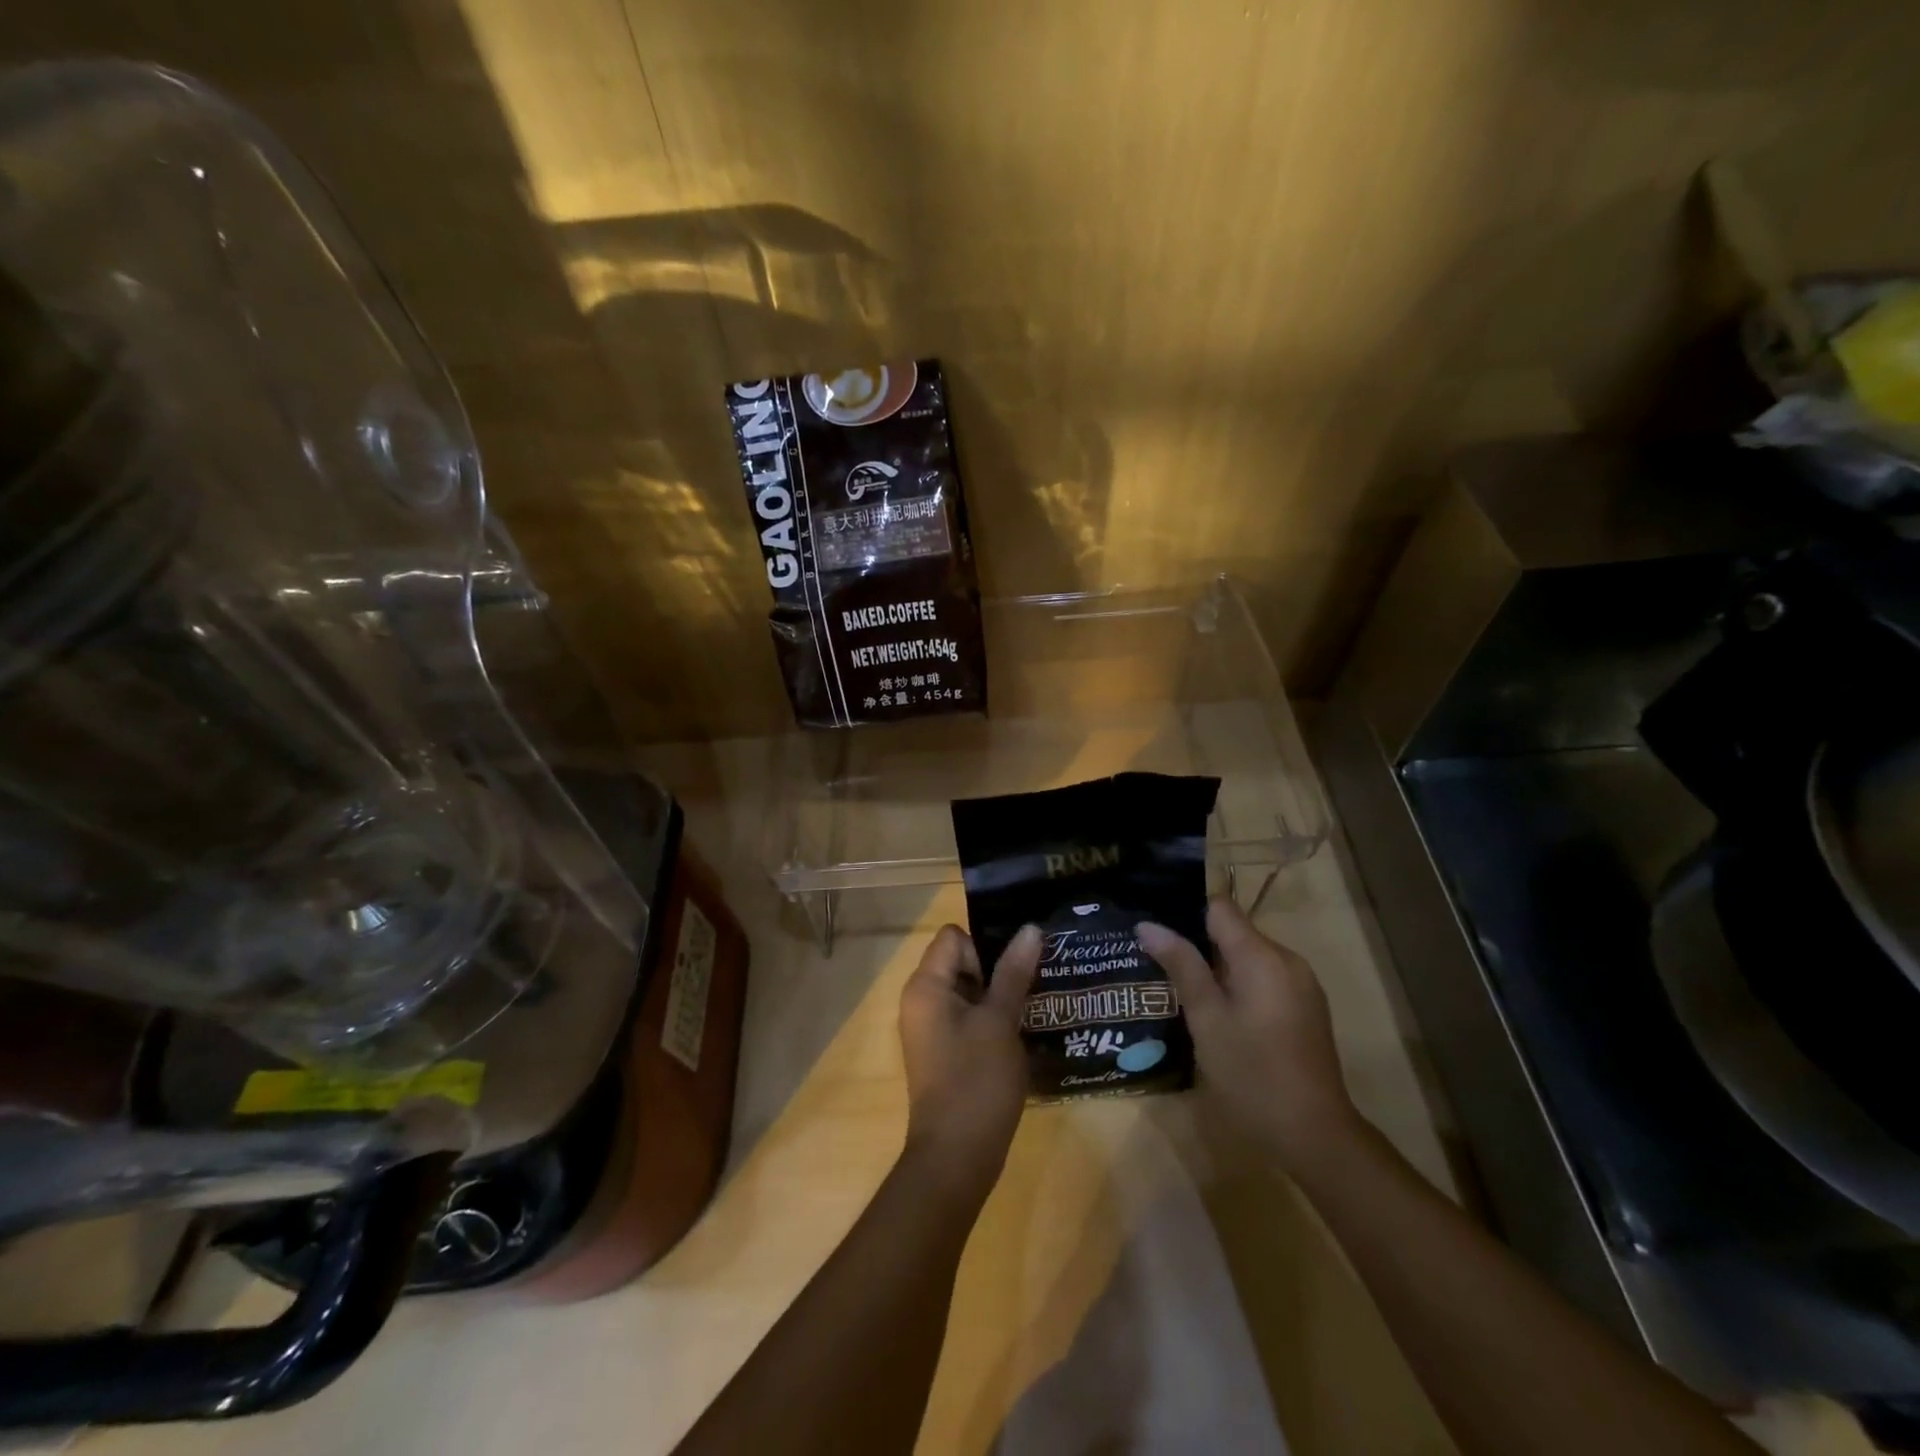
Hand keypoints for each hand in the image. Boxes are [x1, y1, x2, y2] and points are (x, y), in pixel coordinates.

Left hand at [897, 923, 1041, 1192]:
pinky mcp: (943, 1051)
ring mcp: (930, 1028)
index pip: (953, 936)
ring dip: (998, 995)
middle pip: (960, 960)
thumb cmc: (976, 1081)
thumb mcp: (1000, 1021)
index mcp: (926, 986)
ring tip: (1033, 1007)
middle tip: (1033, 986)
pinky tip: (1020, 1034)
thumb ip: (1013, 972)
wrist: (956, 1158)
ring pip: (967, 990)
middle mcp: (920, 1000)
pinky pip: (966, 1017)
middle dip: (996, 969)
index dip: (985, 946)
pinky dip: (991, 1019)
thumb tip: (1030, 928)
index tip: (1013, 972)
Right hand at [1137, 897, 1360, 1172]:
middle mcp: (1287, 959)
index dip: (1185, 913)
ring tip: (1180, 991)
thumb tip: (1148, 925)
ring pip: (1248, 957)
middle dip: (1198, 944)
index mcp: (1262, 956)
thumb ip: (1181, 965)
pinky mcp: (1305, 1008)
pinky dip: (1239, 986)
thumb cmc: (1252, 1074)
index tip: (1156, 933)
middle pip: (1234, 931)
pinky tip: (1217, 1015)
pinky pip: (1264, 978)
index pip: (1219, 907)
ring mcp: (1301, 985)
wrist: (1315, 1136)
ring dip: (1217, 968)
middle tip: (1158, 966)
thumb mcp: (1207, 1019)